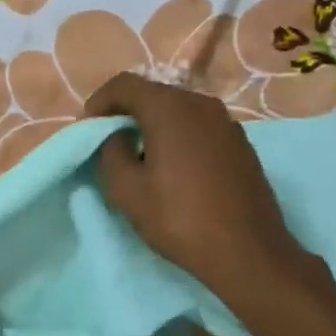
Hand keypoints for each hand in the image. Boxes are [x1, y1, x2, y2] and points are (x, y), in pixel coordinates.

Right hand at [85, 73, 310, 302]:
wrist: (247, 251)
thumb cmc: (180, 219)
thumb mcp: (127, 191)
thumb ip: (111, 152)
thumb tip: (117, 136)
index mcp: (170, 108)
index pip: (125, 84)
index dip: (99, 101)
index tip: (88, 128)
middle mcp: (201, 104)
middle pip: (154, 93)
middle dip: (126, 112)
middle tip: (109, 141)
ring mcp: (226, 122)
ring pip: (179, 110)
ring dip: (154, 124)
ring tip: (140, 155)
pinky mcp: (241, 143)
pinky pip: (199, 127)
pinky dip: (178, 135)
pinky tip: (174, 167)